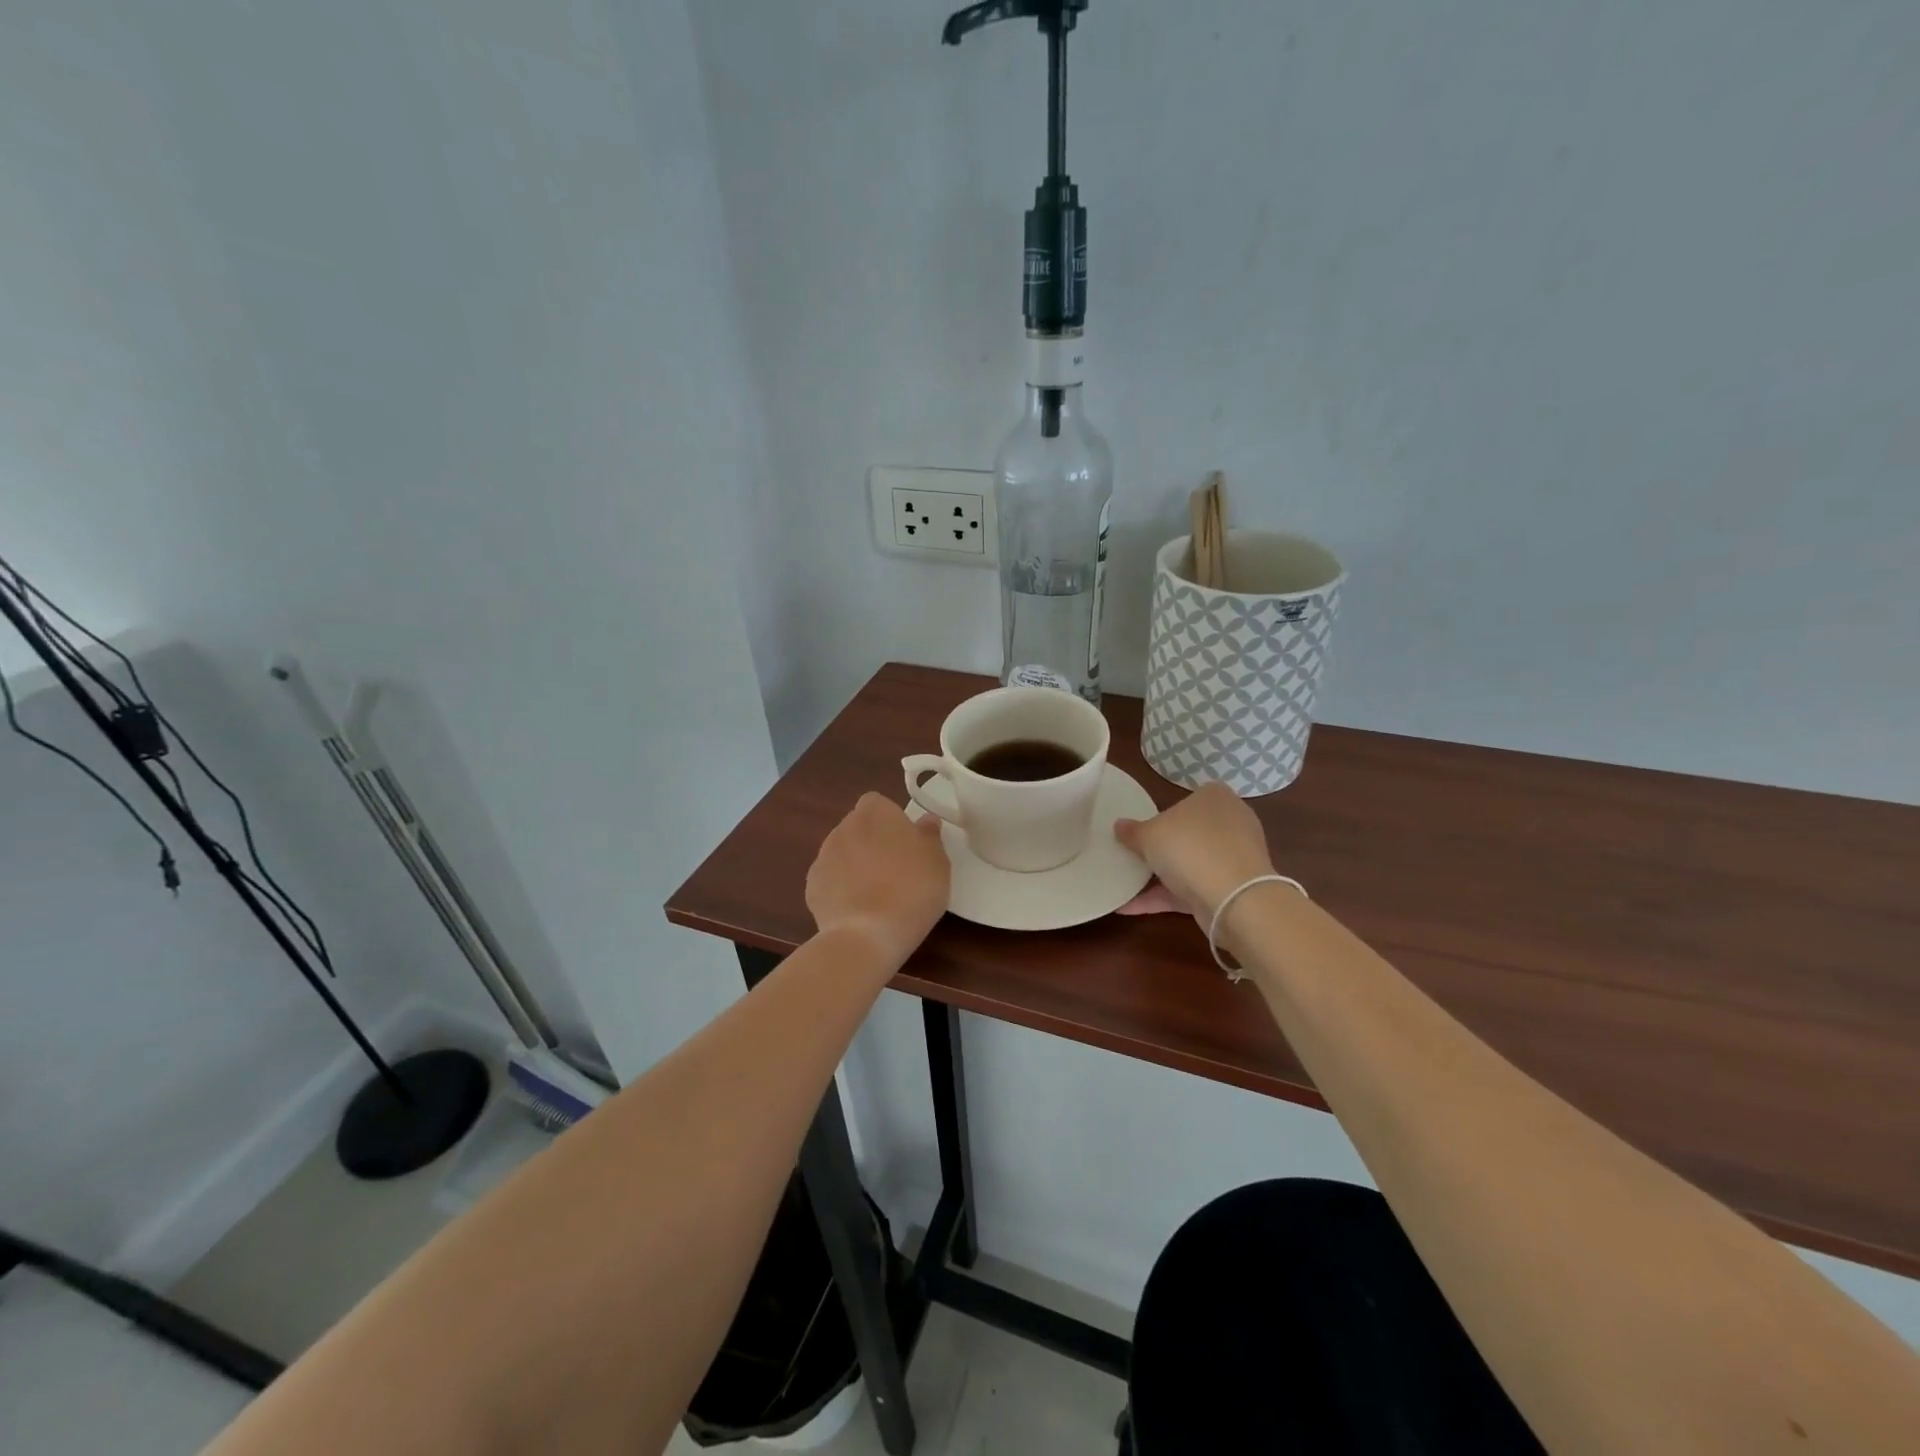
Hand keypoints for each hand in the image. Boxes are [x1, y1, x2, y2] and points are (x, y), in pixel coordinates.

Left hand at [806, 793, 950, 965]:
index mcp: (875, 812)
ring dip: (856, 865)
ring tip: (877, 895)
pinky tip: (858, 911)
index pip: (878, 804)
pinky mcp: (811, 886)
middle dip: (872, 843)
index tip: (906, 844)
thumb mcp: (938, 861)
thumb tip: (926, 821)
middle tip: (896, 870)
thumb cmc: (912, 889)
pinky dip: (841, 890)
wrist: (868, 935)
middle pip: (859, 828)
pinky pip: (831, 881)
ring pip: (843, 854)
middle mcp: (844, 827)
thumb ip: (929, 835)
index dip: (892, 822)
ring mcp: (823, 857)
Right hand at [1114, 782, 1274, 924]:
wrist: (1234, 897)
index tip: (1143, 829)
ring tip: (1126, 884)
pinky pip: (1192, 889)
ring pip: (1192, 863)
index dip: (1164, 813)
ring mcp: (1234, 858)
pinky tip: (1129, 907)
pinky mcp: (1232, 889)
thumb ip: (1132, 831)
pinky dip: (1164, 897)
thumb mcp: (1149, 835)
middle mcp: (1230, 823)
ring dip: (1162, 876)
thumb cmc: (1190, 847)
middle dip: (1164, 846)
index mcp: (1215, 797)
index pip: (1188, 799)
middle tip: (1133, 855)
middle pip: (1190, 833)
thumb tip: (1119, 826)